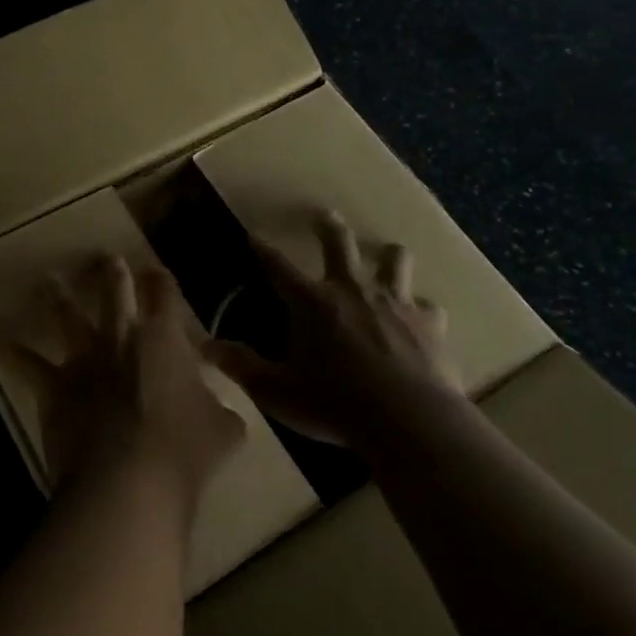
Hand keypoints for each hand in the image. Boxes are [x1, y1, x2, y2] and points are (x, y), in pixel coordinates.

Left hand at [13, 255, 244, 503]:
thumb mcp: (223, 431)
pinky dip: (19, 354)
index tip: (155, 271)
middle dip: (111, 273)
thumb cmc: (183, 450)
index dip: (160, 280)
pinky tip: (8, 343)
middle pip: (114, 293)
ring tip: (47, 280)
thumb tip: (224, 413)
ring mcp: (84, 360)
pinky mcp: (55, 388)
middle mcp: (121, 338)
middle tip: (105, 257)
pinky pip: (32, 366)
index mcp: (163, 339)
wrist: (127, 481)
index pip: (164, 295)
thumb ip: (222, 413)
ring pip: (67, 318)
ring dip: (57, 297)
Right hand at [205, 211, 465, 449]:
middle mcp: (352, 290)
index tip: (254, 235)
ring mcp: (395, 302)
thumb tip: (205, 346)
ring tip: (387, 255)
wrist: (407, 420)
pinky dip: (421, 310)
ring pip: (395, 261)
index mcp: (311, 303)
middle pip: (339, 243)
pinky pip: (428, 307)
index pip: (278, 266)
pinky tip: (421, 320)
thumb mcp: (276, 391)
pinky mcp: (429, 323)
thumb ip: (242, 366)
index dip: (264, 250)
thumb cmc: (333, 404)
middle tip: (324, 215)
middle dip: (328, 226)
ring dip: (388, 256)